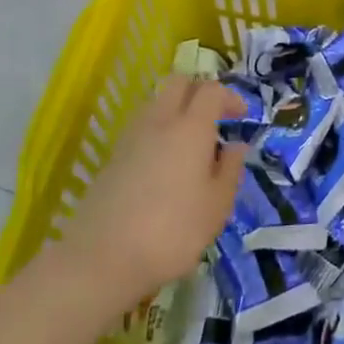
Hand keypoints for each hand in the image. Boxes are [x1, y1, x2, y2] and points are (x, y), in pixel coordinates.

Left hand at [66, 76, 246, 301]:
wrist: (102, 259)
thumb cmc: (173, 231)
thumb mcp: (217, 206)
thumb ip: (230, 170)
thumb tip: (235, 146)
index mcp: (191, 128)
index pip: (211, 90)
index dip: (230, 97)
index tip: (241, 117)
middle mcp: (159, 122)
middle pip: (178, 83)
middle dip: (199, 91)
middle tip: (215, 117)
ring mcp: (130, 139)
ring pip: (155, 103)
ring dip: (176, 111)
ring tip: (190, 144)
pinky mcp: (112, 159)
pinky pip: (141, 129)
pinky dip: (158, 132)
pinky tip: (165, 165)